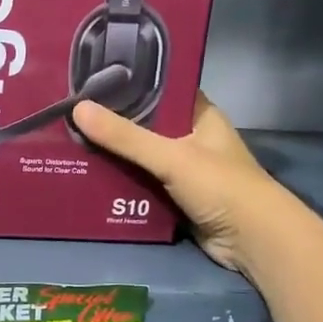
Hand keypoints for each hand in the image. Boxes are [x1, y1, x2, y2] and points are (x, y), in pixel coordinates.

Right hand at [71, 93, 273, 272]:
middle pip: (145, 125)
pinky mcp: (175, 198)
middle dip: (112, 123)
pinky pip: (141, 185)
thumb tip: (77, 109)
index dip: (128, 84)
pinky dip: (119, 183)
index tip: (90, 79)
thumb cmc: (221, 186)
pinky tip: (87, 177)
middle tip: (70, 113)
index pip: (160, 89)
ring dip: (112, 156)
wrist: (254, 242)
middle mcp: (191, 138)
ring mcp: (184, 170)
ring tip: (68, 142)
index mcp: (199, 115)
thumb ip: (125, 137)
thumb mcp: (171, 156)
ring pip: (140, 157)